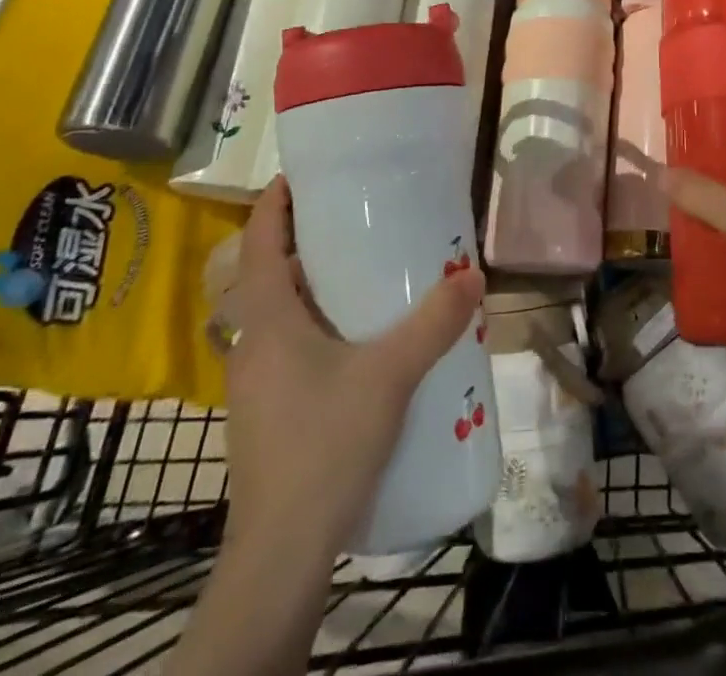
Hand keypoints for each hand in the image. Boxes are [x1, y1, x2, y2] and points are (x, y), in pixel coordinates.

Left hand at [221, 177, 483, 554]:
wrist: (282, 550)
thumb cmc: (325, 443)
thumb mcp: (390, 375)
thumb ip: (434, 323)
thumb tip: (474, 275)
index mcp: (267, 321)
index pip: (259, 243)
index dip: (274, 204)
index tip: (302, 175)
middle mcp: (251, 344)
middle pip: (270, 276)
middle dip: (305, 243)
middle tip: (354, 220)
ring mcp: (254, 382)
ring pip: (280, 316)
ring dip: (312, 289)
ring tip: (363, 274)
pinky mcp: (266, 412)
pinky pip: (289, 347)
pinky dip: (316, 326)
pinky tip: (358, 343)